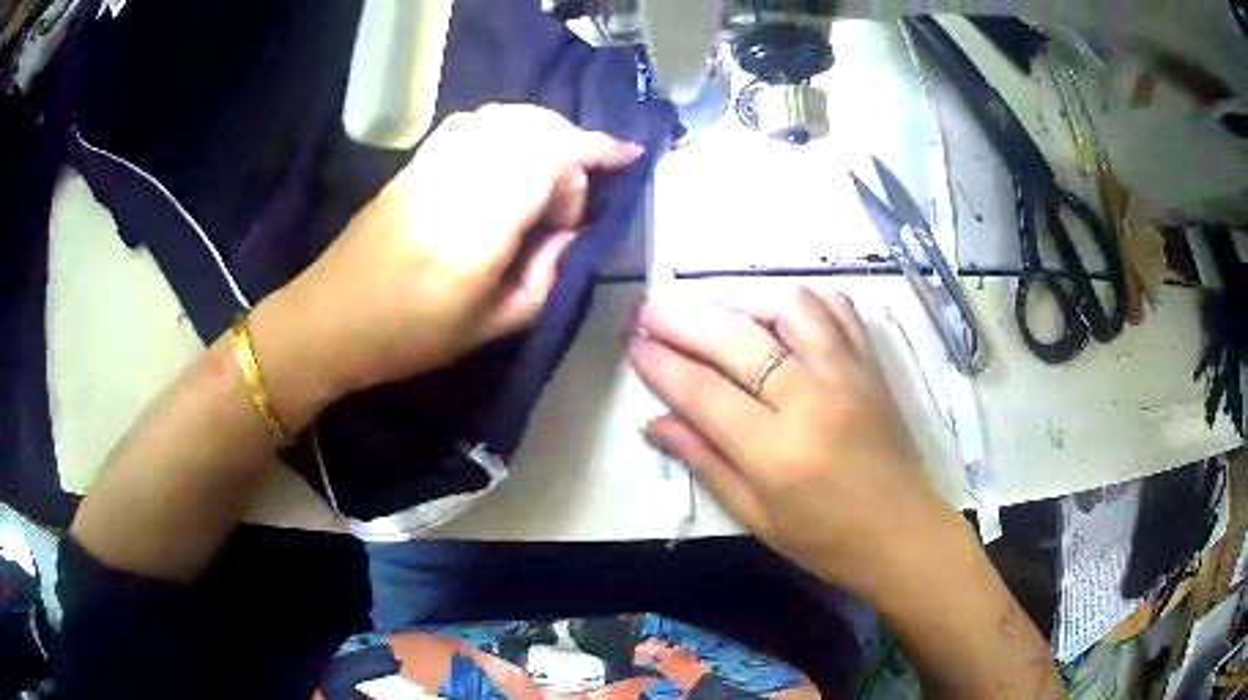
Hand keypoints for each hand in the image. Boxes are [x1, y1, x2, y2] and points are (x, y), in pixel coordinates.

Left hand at [255, 104, 641, 417]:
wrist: (327, 321)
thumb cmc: (406, 339)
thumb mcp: (488, 329)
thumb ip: (543, 278)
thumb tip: (569, 235)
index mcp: (478, 231)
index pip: (550, 164)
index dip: (582, 173)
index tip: (586, 209)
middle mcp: (458, 183)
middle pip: (533, 129)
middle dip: (573, 144)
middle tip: (588, 175)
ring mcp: (432, 165)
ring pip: (505, 117)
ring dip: (543, 129)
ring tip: (559, 158)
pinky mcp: (415, 163)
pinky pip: (472, 123)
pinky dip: (506, 125)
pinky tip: (513, 148)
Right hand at [628, 287, 958, 596]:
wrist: (902, 534)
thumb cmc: (825, 541)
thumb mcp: (756, 517)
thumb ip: (705, 463)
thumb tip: (653, 423)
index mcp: (777, 451)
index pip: (703, 391)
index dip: (660, 363)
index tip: (632, 343)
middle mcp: (811, 399)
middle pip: (736, 339)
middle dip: (682, 319)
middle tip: (649, 310)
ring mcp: (847, 373)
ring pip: (788, 306)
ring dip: (740, 297)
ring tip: (711, 306)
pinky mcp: (871, 365)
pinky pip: (836, 309)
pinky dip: (801, 300)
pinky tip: (778, 312)